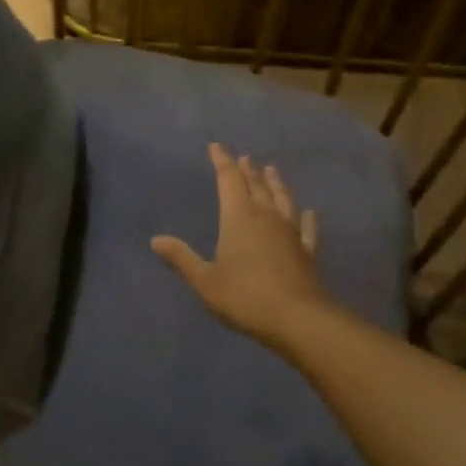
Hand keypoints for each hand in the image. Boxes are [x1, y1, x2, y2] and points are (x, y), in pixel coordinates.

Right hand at [151, 143, 332, 345]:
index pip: (229, 180)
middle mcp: (266, 216)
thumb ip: (182, 258)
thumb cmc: (245, 297)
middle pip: (256, 185)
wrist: (297, 318)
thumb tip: (155, 240)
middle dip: (247, 170)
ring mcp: (290, 232)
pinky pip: (307, 228)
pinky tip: (309, 213)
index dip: (222, 161)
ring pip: (282, 199)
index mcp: (238, 217)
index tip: (216, 146)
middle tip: (244, 158)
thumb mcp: (205, 281)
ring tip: (271, 170)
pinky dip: (306, 218)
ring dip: (275, 183)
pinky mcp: (307, 250)